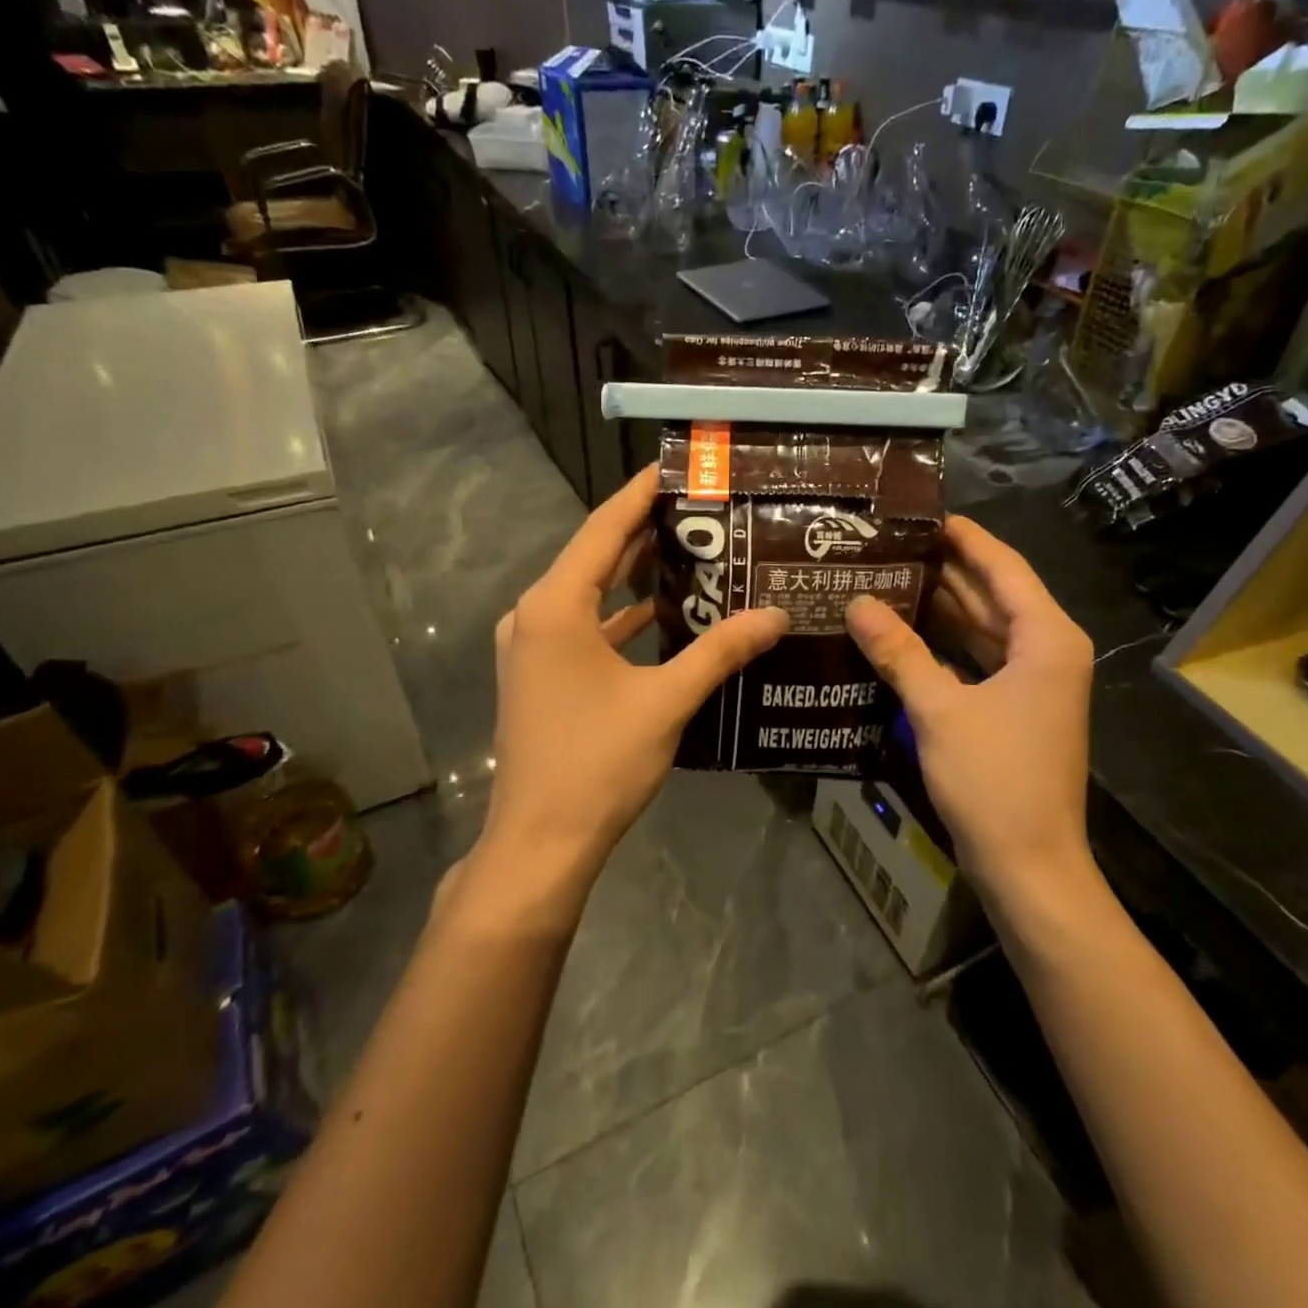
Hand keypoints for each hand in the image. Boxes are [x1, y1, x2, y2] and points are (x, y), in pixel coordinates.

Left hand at [478, 468, 788, 904]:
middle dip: (644, 531)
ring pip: (588, 593)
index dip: (640, 494)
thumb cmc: (598, 763)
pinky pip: (582, 627)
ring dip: (632, 574)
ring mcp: (530, 647)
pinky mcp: (537, 674)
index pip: (604, 529)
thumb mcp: (667, 701)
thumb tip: (777, 616)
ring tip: (689, 550)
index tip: (675, 466)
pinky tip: (661, 614)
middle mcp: (534, 615)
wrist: (539, 841)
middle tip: (699, 508)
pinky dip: (618, 616)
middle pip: (595, 556)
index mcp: (555, 606)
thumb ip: (721, 651)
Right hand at [844, 516, 1095, 900]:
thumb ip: (899, 652)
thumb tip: (857, 602)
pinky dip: (945, 644)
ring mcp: (1033, 681)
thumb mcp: (940, 710)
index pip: (1003, 567)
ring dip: (941, 606)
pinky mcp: (1016, 707)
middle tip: (889, 544)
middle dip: (945, 569)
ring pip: (984, 627)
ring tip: (887, 576)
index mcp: (1045, 638)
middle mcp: (1047, 650)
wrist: (1029, 866)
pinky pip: (978, 658)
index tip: (921, 514)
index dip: (964, 537)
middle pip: (993, 594)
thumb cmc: (994, 781)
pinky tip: (903, 632)